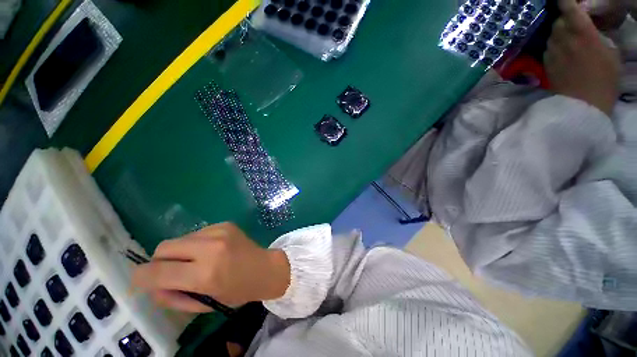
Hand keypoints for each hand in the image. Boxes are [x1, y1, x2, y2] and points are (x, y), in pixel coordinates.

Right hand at [132, 223, 289, 312]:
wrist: (266, 268)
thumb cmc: (238, 291)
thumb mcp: (204, 304)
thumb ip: (172, 297)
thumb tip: (150, 283)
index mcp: (205, 274)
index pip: (157, 272)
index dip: (141, 277)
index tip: (140, 280)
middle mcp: (211, 248)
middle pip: (163, 248)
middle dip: (159, 261)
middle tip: (171, 272)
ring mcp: (219, 232)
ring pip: (180, 239)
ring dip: (179, 252)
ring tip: (195, 262)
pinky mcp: (225, 224)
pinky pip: (197, 233)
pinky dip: (194, 244)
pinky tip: (210, 251)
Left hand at [544, 0, 620, 115]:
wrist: (583, 103)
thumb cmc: (604, 79)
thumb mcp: (611, 53)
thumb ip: (599, 36)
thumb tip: (591, 28)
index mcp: (582, 32)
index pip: (569, 8)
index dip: (566, 1)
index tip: (567, 0)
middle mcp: (564, 38)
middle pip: (559, 21)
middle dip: (566, 20)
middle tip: (575, 25)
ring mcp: (553, 51)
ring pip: (552, 34)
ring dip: (560, 33)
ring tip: (570, 40)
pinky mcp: (546, 63)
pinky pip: (549, 47)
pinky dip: (555, 45)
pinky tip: (564, 52)